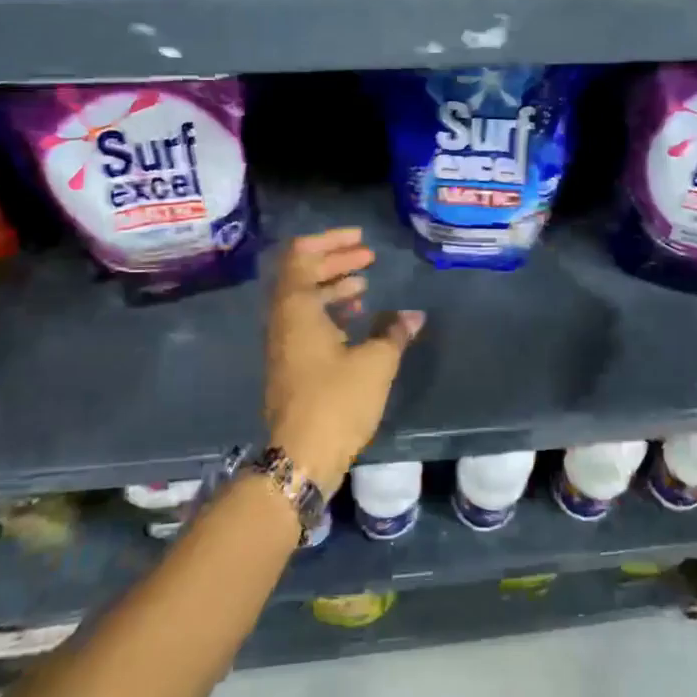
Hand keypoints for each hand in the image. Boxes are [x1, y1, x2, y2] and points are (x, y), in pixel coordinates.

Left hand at [264, 228, 424, 491]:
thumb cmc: (337, 401)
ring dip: (333, 286)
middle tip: (368, 256)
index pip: (301, 256)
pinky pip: (307, 321)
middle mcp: (283, 319)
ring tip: (365, 285)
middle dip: (335, 260)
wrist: (300, 457)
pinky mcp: (290, 363)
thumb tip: (414, 315)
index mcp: (296, 308)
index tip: (360, 239)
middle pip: (302, 274)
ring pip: (304, 299)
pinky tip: (357, 320)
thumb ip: (393, 332)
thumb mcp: (376, 362)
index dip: (330, 242)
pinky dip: (329, 311)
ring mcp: (283, 343)